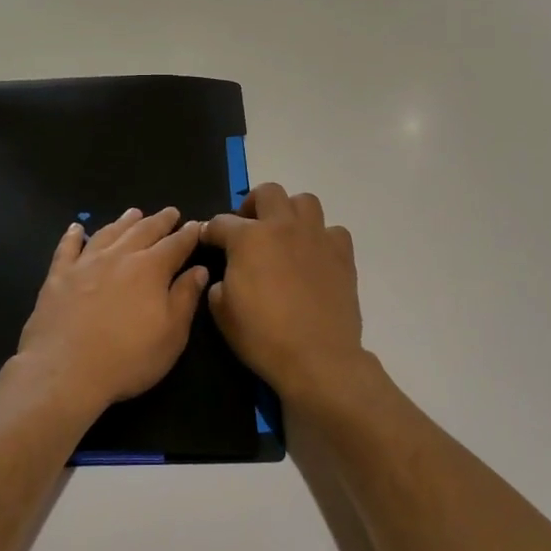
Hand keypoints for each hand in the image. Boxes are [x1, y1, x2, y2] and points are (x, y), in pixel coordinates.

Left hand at [16, 207, 208, 416]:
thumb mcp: (171, 335)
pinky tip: (77, 228)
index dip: (188, 234)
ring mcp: (85, 263)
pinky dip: (74, 235)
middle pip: (143, 231)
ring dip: (124, 222)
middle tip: (170, 212)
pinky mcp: (58, 276)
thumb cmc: (128, 358)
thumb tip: (199, 270)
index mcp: (150, 269)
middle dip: (160, 221)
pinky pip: (67, 247)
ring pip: (109, 232)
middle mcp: (119, 257)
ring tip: (134, 213)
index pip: (176, 245)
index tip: (196, 225)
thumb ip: (185, 298)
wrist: (65, 371)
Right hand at [201, 184, 366, 403]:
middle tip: (248, 227)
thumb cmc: (263, 337)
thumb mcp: (222, 313)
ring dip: (290, 212)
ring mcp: (317, 237)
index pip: (221, 223)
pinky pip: (332, 231)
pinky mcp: (343, 254)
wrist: (317, 358)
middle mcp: (284, 227)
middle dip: (253, 204)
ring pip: (305, 202)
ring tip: (284, 234)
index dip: (210, 231)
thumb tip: (227, 277)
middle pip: (268, 193)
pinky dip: (321, 237)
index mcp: (249, 238)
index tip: (207, 240)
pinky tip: (314, 255)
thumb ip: (219, 285)